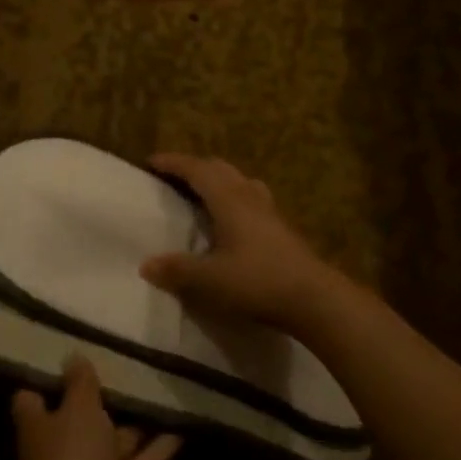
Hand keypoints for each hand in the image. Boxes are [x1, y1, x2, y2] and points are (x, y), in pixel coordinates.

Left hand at [12, 358, 180, 459]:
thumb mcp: (77, 411)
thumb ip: (79, 384)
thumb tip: (73, 357)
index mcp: (38, 430)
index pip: (32, 399)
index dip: (47, 378)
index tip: (68, 353)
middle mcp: (62, 452)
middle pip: (80, 419)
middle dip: (102, 396)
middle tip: (128, 359)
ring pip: (116, 440)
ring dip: (137, 420)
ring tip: (162, 384)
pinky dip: (161, 445)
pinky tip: (184, 420)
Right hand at [139, 153, 348, 332]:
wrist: (314, 298)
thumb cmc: (257, 281)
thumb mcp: (209, 279)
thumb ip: (177, 270)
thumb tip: (146, 264)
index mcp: (229, 200)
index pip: (197, 170)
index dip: (173, 163)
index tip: (151, 162)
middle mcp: (249, 197)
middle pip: (220, 169)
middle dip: (194, 168)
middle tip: (173, 178)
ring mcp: (269, 211)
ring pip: (240, 181)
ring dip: (218, 180)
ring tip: (202, 194)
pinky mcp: (282, 228)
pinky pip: (252, 199)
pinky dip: (234, 198)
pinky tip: (232, 221)